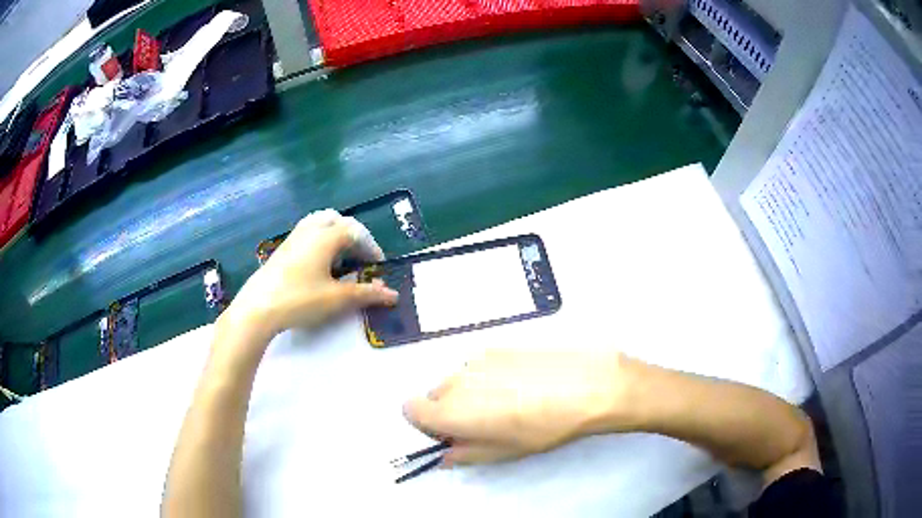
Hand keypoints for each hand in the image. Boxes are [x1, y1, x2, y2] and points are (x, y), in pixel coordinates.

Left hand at [223, 209, 397, 345]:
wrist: (258, 308)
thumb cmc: (301, 299)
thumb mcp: (337, 299)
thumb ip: (367, 294)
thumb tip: (392, 295)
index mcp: (327, 236)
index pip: (356, 232)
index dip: (371, 247)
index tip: (379, 267)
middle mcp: (311, 229)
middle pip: (337, 220)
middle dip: (353, 236)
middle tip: (360, 257)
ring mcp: (293, 237)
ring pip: (319, 223)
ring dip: (335, 235)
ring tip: (341, 258)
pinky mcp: (282, 248)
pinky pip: (307, 233)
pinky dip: (320, 241)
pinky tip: (319, 264)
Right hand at [403, 349, 635, 466]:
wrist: (588, 385)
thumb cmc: (543, 428)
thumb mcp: (503, 452)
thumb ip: (465, 454)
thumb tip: (446, 454)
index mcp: (449, 409)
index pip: (411, 409)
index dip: (427, 424)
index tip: (452, 432)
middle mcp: (455, 379)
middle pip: (436, 395)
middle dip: (450, 409)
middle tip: (486, 422)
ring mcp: (478, 359)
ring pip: (460, 379)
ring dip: (472, 392)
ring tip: (511, 401)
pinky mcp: (499, 345)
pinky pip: (482, 365)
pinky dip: (491, 376)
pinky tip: (525, 383)